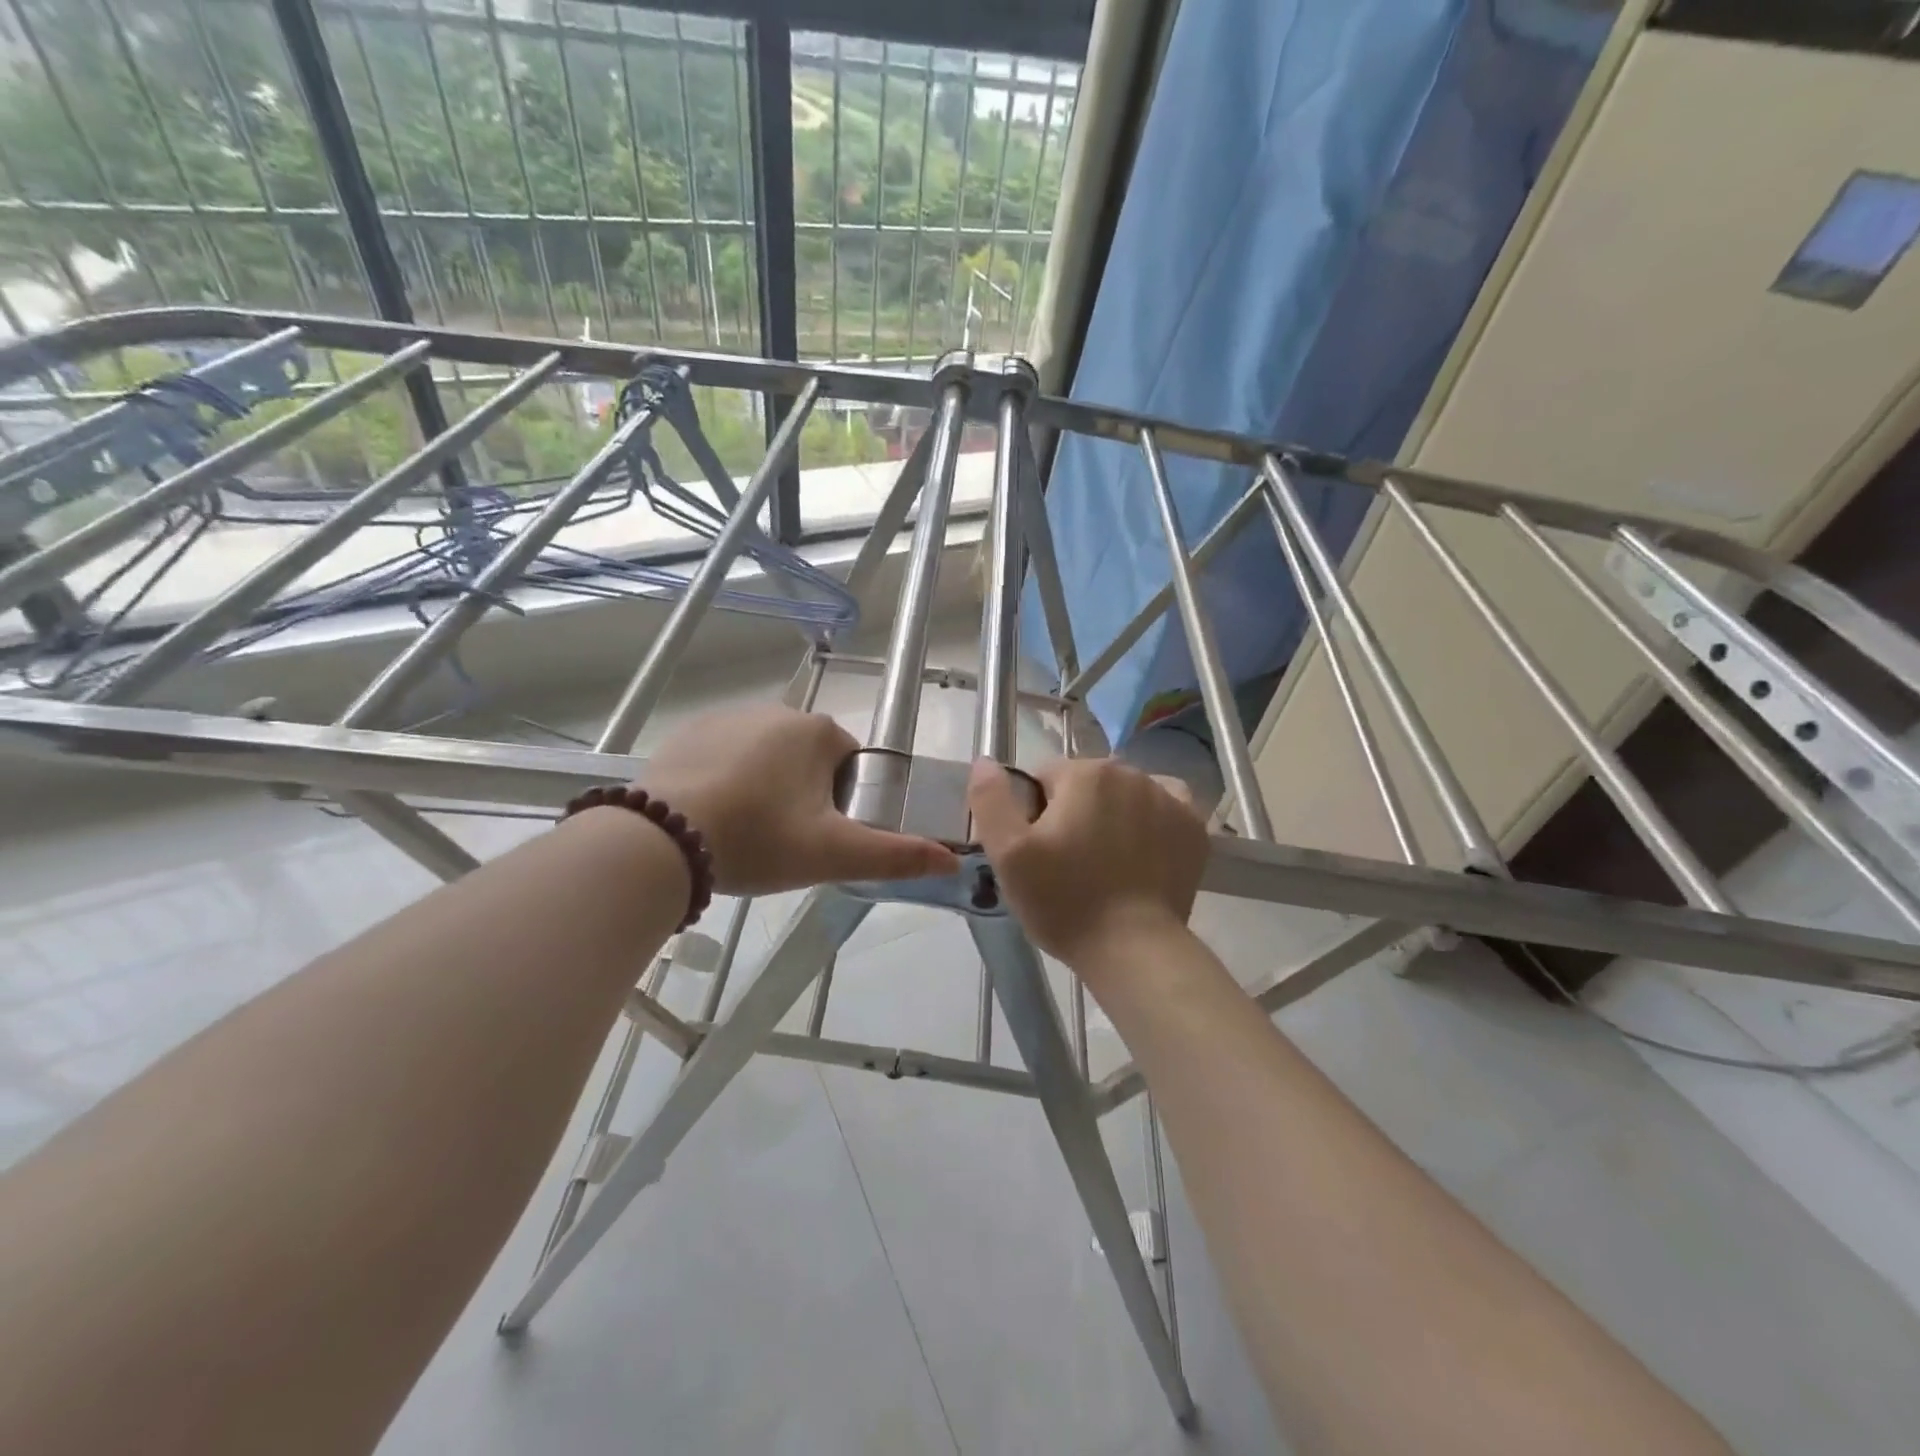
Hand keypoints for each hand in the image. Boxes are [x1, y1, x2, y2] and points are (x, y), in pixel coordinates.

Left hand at [638, 705, 959, 893]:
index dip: (842, 802)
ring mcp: (729, 716)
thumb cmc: (760, 839)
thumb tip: (952, 860)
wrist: (662, 840)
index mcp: (818, 732)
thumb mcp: (833, 855)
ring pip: (766, 756)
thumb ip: (896, 856)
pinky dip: (726, 780)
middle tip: (782, 841)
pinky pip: (725, 755)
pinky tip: (710, 816)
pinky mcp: (690, 731)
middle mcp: (777, 710)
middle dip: (803, 794)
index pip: (850, 762)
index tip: (819, 835)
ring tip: (743, 832)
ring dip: (765, 786)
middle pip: (808, 758)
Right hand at [967, 756, 1207, 968]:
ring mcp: (1168, 798)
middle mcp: (1130, 773)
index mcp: (1084, 774)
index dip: (1032, 813)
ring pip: (1123, 794)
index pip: (1043, 778)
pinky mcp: (1193, 826)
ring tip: (1104, 862)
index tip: (1036, 852)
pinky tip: (1141, 849)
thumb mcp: (1008, 855)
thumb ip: (990, 799)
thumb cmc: (1064, 902)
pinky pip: (1163, 806)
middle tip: (1067, 863)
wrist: (1133, 949)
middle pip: (1085, 784)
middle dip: (1072, 812)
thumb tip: (986, 761)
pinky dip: (1150, 819)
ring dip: (1110, 815)